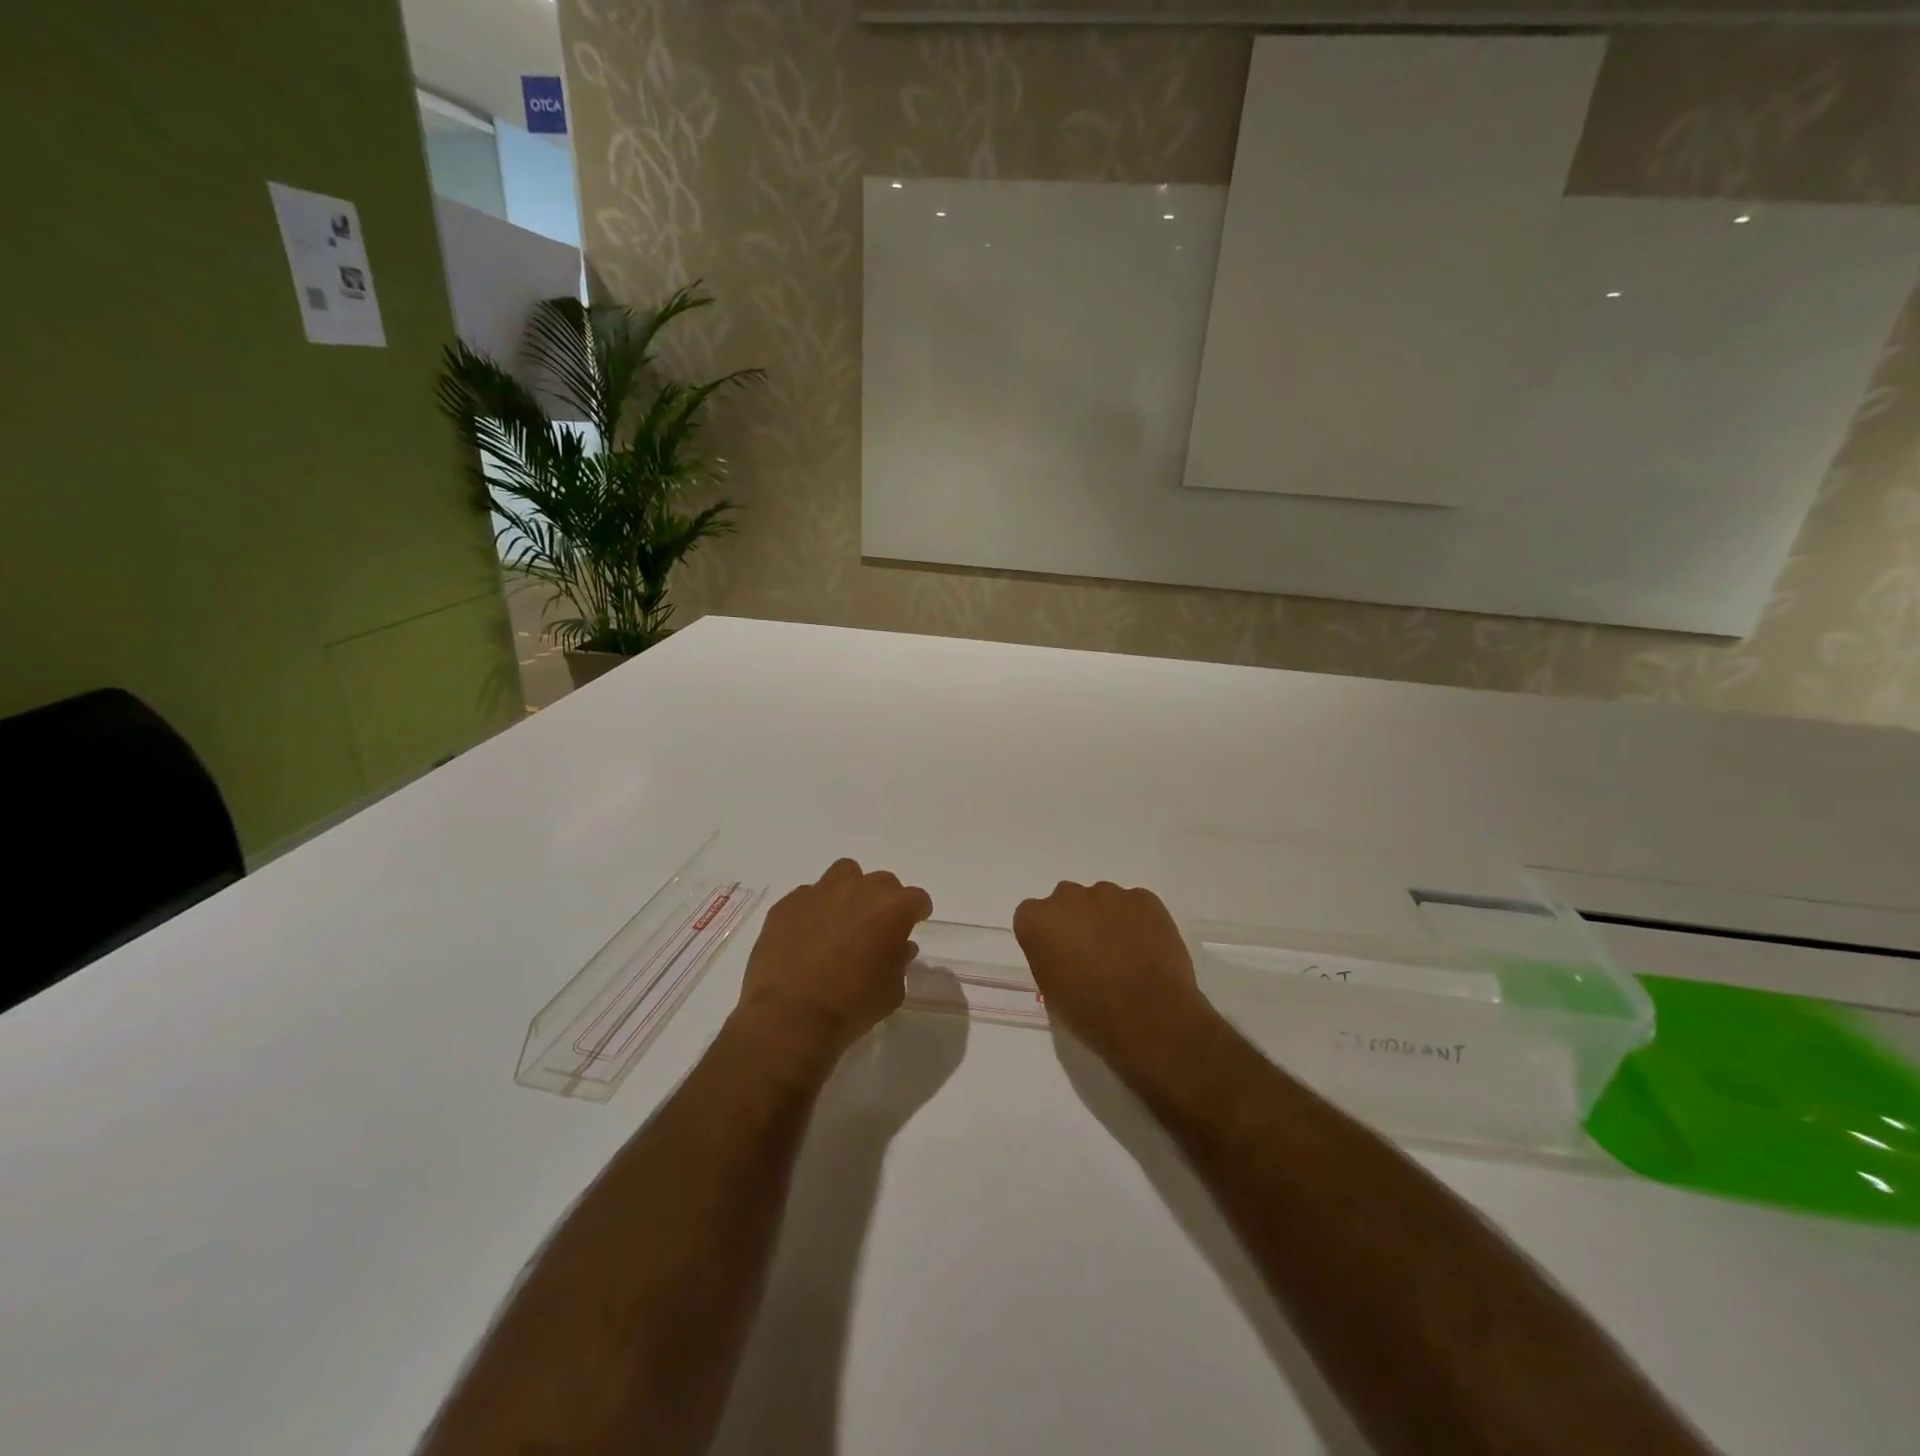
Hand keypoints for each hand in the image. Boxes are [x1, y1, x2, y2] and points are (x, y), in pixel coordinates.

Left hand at [734, 858, 932, 1069]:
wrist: (790, 1017)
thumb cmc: (852, 1006)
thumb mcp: (892, 991)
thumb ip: (900, 961)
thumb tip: (899, 946)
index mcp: (892, 908)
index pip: (917, 899)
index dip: (916, 912)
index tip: (913, 924)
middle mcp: (859, 889)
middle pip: (882, 882)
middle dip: (883, 901)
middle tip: (875, 927)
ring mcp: (820, 892)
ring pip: (844, 874)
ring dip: (849, 891)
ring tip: (842, 919)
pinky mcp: (788, 903)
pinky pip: (808, 896)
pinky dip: (814, 909)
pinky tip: (807, 934)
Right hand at [1013, 881, 1213, 1072]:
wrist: (1149, 1018)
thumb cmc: (1091, 1014)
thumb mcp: (1051, 993)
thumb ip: (1049, 959)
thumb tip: (1065, 955)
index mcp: (1037, 920)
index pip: (1032, 918)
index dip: (1047, 938)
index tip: (1060, 959)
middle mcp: (1067, 896)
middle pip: (1066, 902)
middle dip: (1076, 922)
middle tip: (1093, 956)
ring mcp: (1108, 893)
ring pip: (1102, 901)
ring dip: (1107, 920)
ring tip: (1126, 956)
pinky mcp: (1144, 898)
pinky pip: (1135, 905)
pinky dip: (1138, 922)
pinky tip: (1148, 952)